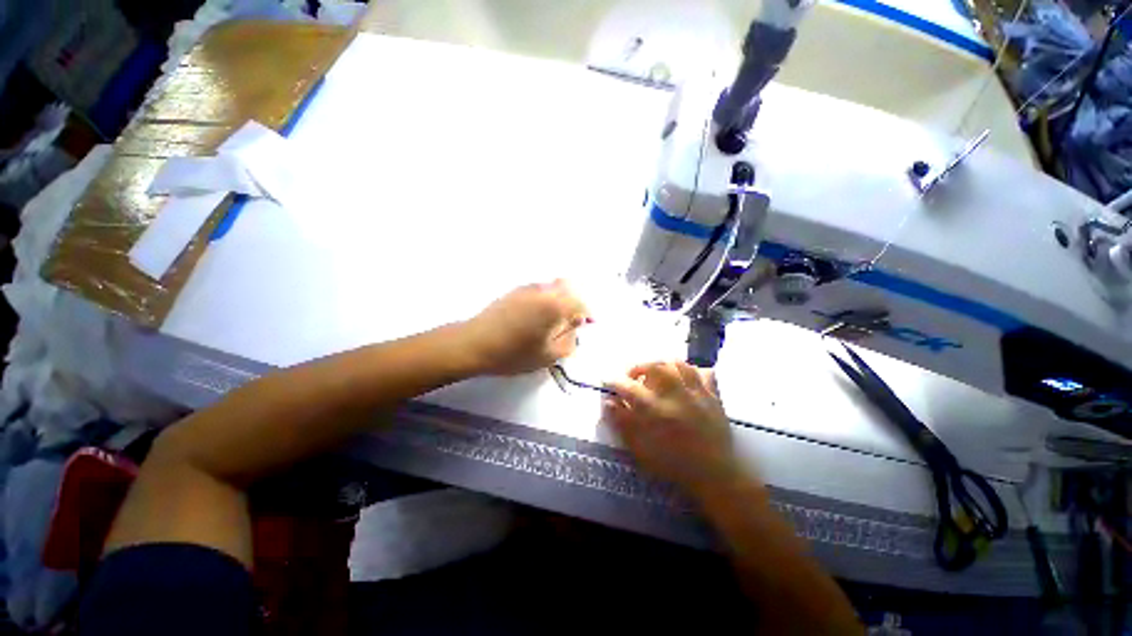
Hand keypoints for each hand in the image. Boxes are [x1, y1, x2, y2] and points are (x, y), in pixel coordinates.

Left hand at [463, 280, 590, 375]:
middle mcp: (543, 290)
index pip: (580, 302)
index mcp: (554, 304)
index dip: (588, 313)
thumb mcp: (548, 355)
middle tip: (573, 320)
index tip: (589, 324)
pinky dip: (546, 299)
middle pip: (568, 286)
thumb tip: (575, 328)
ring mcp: (527, 288)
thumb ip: (569, 341)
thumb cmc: (513, 353)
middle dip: (575, 301)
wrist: (474, 344)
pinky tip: (537, 317)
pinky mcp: (514, 291)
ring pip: (552, 286)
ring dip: (560, 299)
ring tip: (555, 320)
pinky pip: (539, 290)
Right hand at [605, 361, 738, 495]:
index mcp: (654, 409)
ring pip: (678, 364)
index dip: (614, 381)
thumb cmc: (672, 464)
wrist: (715, 476)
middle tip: (633, 377)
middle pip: (653, 366)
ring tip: (657, 373)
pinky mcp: (713, 396)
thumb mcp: (640, 449)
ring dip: (663, 364)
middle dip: (638, 367)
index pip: (627, 386)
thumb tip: (608, 402)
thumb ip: (623, 423)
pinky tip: (685, 379)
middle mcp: (674, 394)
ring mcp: (696, 392)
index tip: (607, 381)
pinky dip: (693, 371)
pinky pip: (704, 372)